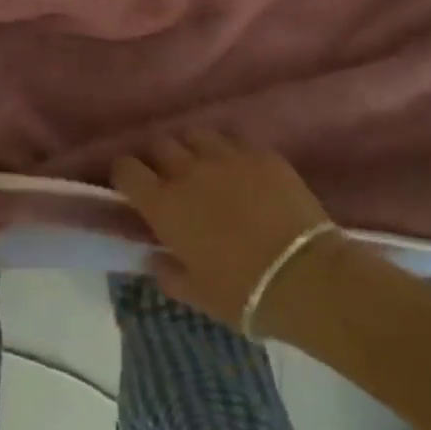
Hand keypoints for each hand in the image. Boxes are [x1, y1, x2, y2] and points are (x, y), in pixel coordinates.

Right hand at [111, 129, 332, 331]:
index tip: (131, 185)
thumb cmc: (243, 293)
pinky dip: (231, 153)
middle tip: (171, 178)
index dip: (125, 174)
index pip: (126, 169)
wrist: (305, 277)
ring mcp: (226, 156)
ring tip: (205, 166)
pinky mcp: (260, 153)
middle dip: (159, 158)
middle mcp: (188, 171)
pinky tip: (242, 171)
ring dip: (193, 148)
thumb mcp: (197, 295)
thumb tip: (154, 257)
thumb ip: (168, 273)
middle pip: (160, 144)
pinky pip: (235, 141)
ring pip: (196, 134)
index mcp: (164, 204)